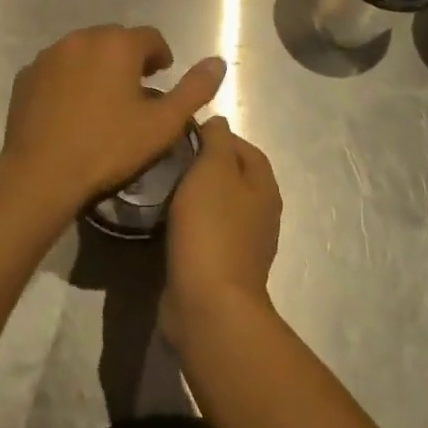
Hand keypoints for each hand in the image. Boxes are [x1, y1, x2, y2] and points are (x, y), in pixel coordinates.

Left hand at [0, 25, 224, 216]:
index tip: (161, 77)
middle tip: (136, 91)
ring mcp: (50, 54)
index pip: (150, 37)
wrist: (41, 173)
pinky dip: (69, 78)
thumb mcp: (162, 124)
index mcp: (118, 44)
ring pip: (84, 51)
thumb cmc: (108, 148)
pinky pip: (57, 67)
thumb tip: (218, 62)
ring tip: (104, 99)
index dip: (160, 56)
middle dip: (129, 59)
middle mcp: (82, 38)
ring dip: (98, 66)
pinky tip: (72, 108)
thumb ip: (194, 90)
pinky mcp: (27, 74)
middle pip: (115, 40)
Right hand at [161, 116, 281, 348]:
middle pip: (233, 176)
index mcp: (264, 188)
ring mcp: (243, 245)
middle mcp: (261, 214)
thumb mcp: (213, 169)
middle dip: (204, 165)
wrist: (209, 305)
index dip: (217, 136)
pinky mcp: (222, 268)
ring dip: (195, 196)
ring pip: (218, 206)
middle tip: (169, 159)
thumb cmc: (212, 228)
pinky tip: (166, 223)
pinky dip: (189, 224)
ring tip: (163, 187)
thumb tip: (219, 122)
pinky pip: (206, 234)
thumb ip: (217, 140)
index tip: (183, 134)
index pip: (245, 147)